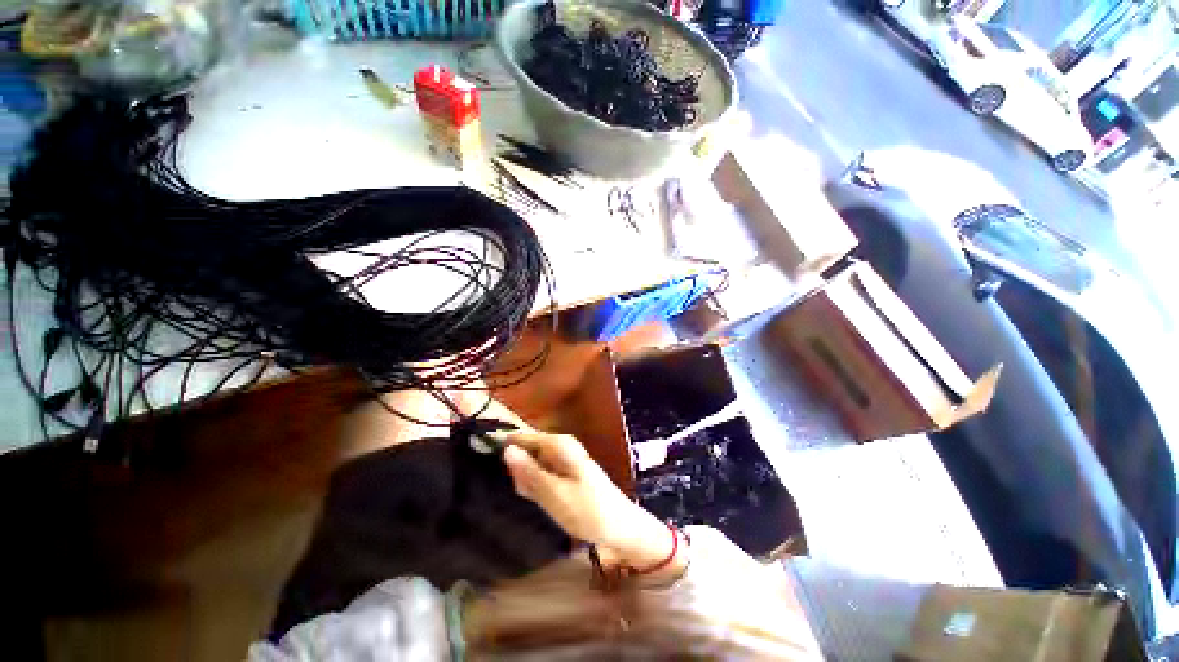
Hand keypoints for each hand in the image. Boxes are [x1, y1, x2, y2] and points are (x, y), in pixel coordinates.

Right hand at [495, 431, 682, 574]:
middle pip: (527, 450)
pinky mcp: (567, 473)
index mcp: (559, 444)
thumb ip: (529, 472)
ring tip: (537, 499)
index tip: (487, 463)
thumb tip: (507, 450)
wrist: (621, 527)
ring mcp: (565, 459)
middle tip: (523, 493)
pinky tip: (542, 500)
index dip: (505, 447)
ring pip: (534, 464)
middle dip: (518, 470)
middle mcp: (561, 446)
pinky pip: (543, 473)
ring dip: (527, 481)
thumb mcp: (553, 495)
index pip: (522, 437)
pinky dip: (537, 486)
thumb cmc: (588, 511)